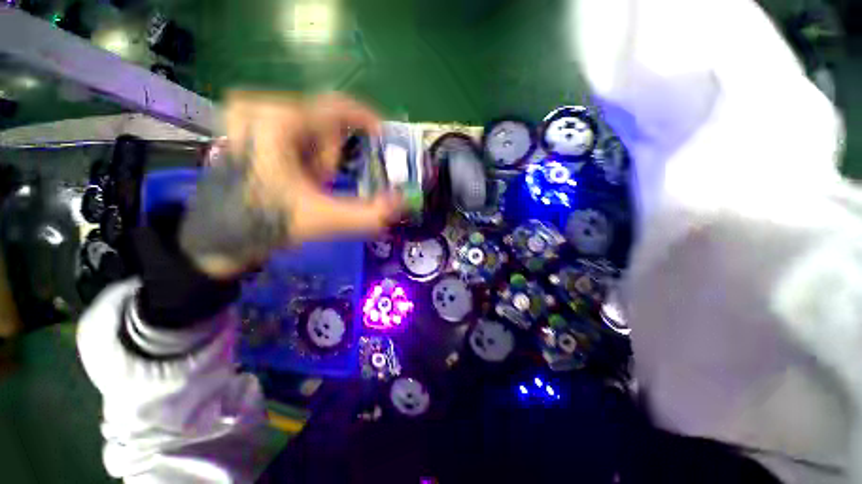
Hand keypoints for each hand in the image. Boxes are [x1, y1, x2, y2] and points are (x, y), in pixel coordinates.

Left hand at [180, 92, 402, 277]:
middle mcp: (261, 108)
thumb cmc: (263, 224)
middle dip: (332, 158)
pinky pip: (297, 136)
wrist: (216, 240)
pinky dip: (307, 160)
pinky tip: (294, 180)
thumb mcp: (322, 220)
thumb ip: (368, 215)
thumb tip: (402, 203)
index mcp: (276, 120)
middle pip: (325, 125)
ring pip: (312, 132)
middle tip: (322, 184)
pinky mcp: (248, 131)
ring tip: (305, 186)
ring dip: (319, 162)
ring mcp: (250, 118)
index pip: (337, 107)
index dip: (367, 121)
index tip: (384, 140)